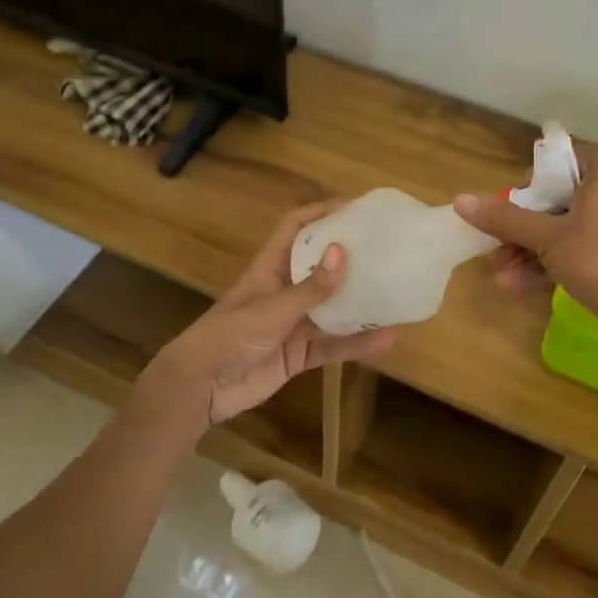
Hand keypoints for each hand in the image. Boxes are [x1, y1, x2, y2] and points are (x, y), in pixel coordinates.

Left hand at [137, 201, 396, 429]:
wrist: (200, 389)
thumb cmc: (227, 336)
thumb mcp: (270, 310)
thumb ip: (309, 288)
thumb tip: (344, 252)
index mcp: (270, 268)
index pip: (297, 229)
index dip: (322, 213)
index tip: (357, 207)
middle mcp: (284, 291)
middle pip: (322, 266)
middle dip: (352, 258)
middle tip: (390, 249)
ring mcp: (292, 324)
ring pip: (333, 308)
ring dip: (361, 303)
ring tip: (397, 292)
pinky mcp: (299, 355)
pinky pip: (333, 345)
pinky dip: (357, 343)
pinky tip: (386, 339)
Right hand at [454, 141, 597, 339]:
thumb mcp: (549, 240)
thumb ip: (505, 218)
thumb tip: (459, 200)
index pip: (551, 161)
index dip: (523, 190)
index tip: (506, 219)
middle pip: (555, 196)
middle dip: (521, 231)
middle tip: (497, 255)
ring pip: (566, 224)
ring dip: (532, 251)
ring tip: (504, 279)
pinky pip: (584, 241)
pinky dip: (556, 259)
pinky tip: (523, 286)